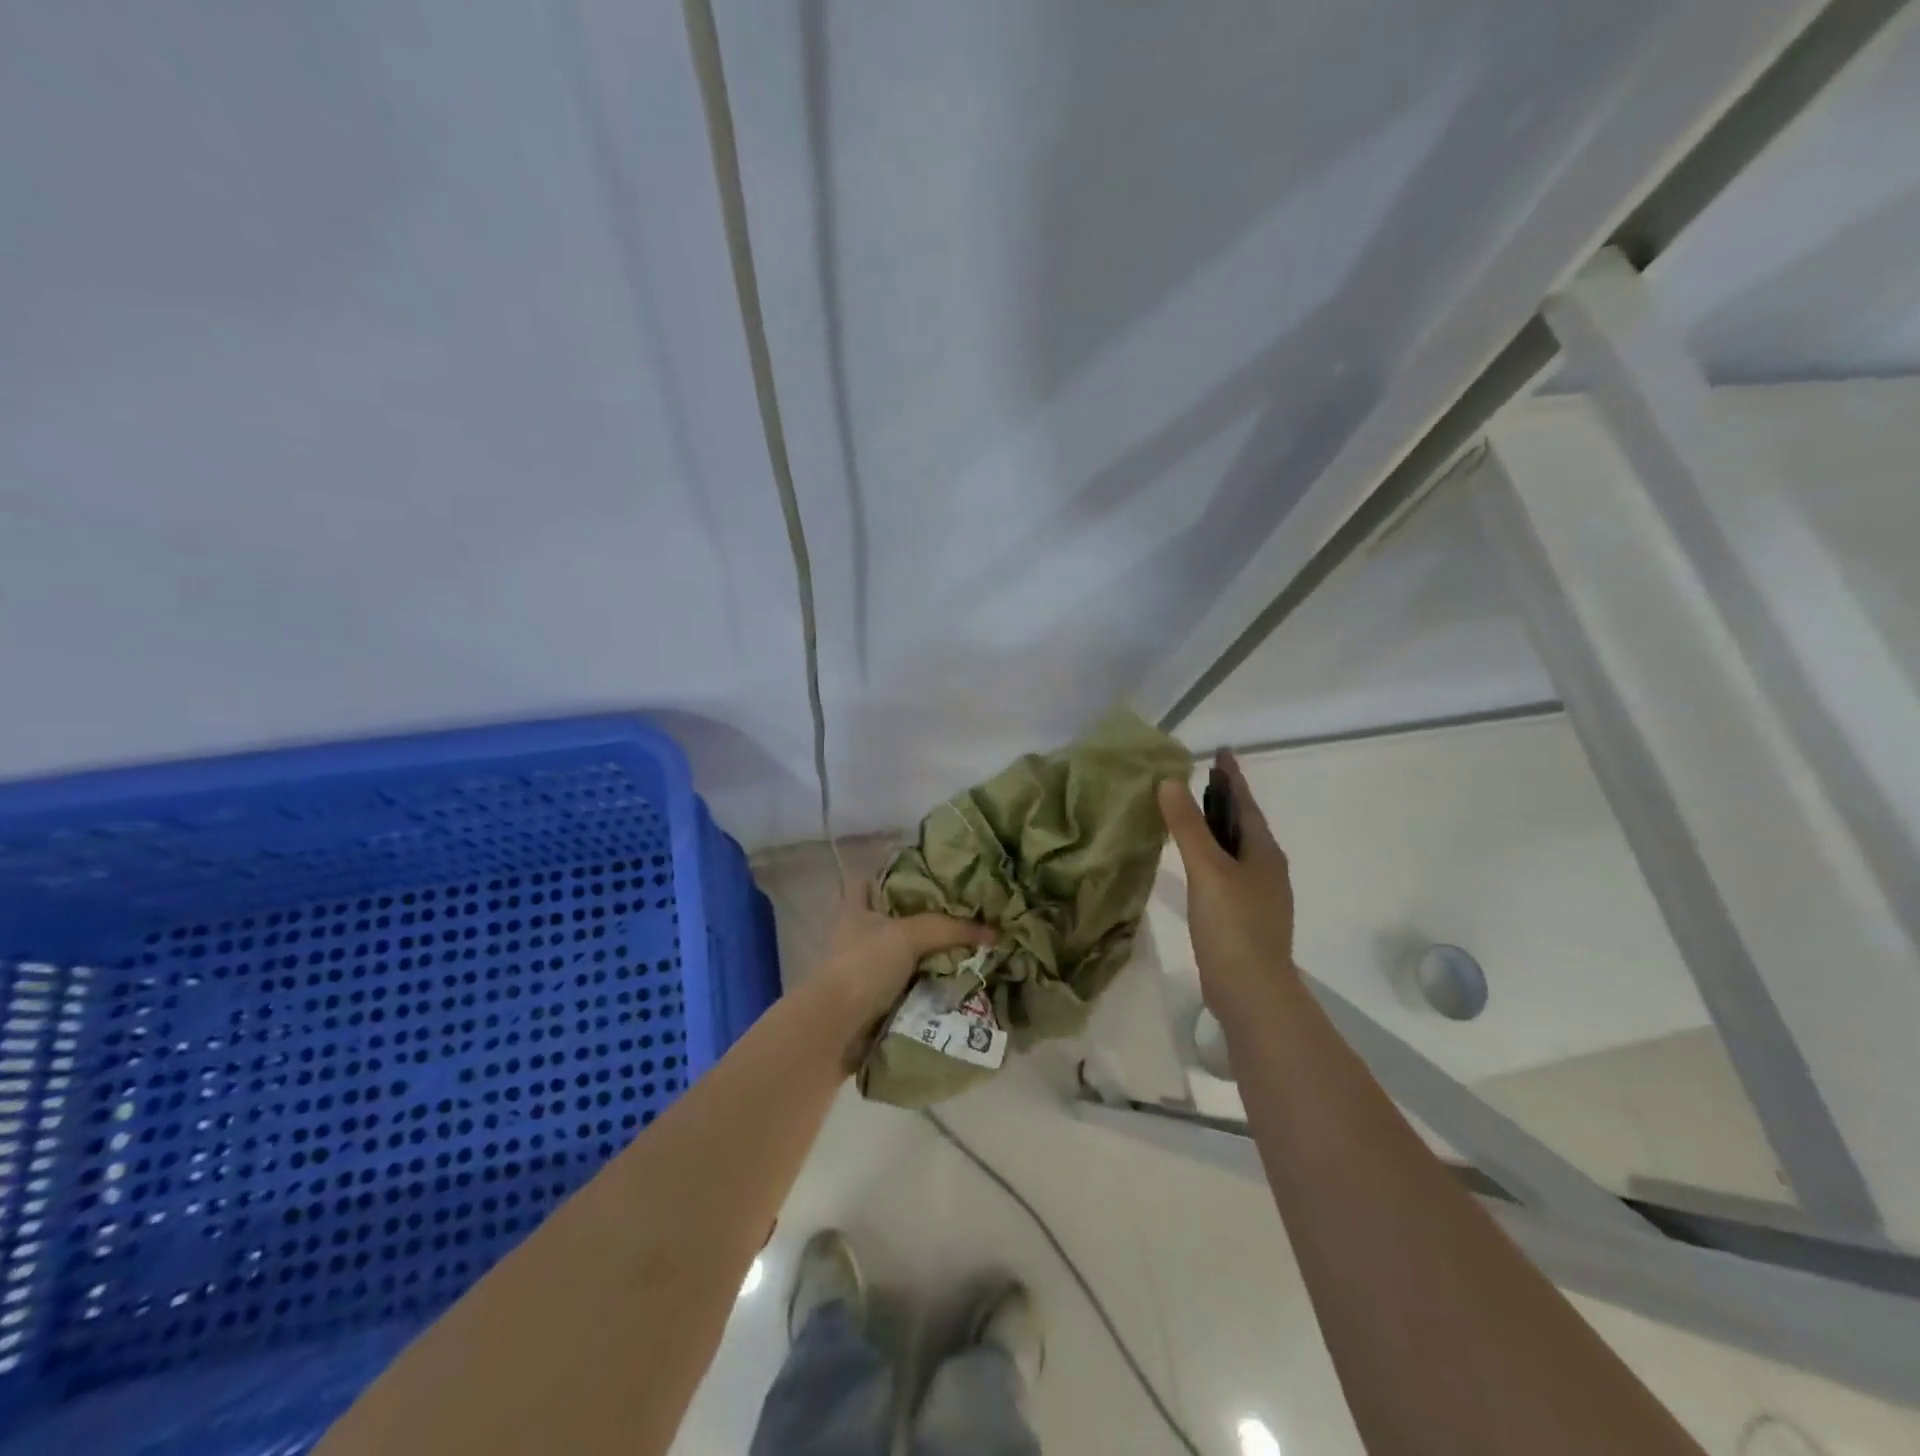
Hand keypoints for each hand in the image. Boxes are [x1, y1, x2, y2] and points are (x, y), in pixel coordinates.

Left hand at [813, 880, 996, 1021]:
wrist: (836, 1028)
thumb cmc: (864, 965)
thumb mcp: (909, 936)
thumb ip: (950, 929)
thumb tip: (994, 932)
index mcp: (855, 908)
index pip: (870, 880)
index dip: (894, 875)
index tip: (929, 878)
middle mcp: (855, 934)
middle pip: (893, 918)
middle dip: (923, 919)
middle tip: (963, 915)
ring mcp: (862, 968)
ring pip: (902, 954)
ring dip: (928, 956)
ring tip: (968, 948)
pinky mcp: (871, 999)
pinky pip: (906, 985)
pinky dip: (926, 986)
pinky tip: (955, 982)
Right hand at [1157, 751, 1297, 1009]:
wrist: (1252, 991)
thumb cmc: (1233, 925)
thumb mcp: (1207, 869)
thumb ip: (1188, 826)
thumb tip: (1170, 781)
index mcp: (1263, 853)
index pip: (1245, 804)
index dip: (1231, 778)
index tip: (1221, 752)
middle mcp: (1266, 870)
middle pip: (1243, 826)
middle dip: (1224, 801)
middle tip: (1200, 778)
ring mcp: (1258, 896)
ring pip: (1236, 851)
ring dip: (1216, 830)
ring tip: (1192, 816)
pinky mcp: (1245, 918)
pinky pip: (1227, 874)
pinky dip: (1211, 858)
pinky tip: (1194, 866)